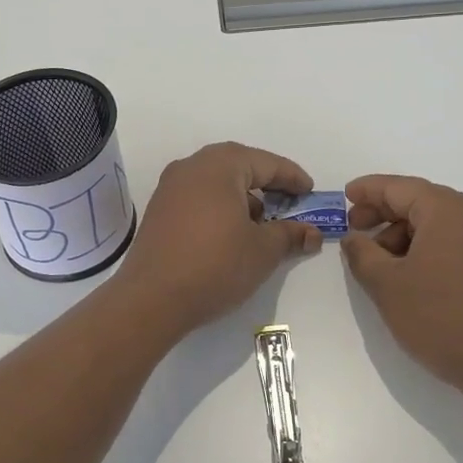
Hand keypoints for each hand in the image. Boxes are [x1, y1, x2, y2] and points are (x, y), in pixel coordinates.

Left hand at [116, 142, 321, 335]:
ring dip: (242, 196)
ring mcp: (170, 188)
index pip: (265, 163)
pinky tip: (231, 233)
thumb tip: (311, 233)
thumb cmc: (215, 265)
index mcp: (219, 166)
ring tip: (261, 223)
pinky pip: (198, 197)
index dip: (292, 177)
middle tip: (289, 201)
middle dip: (266, 182)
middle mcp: (191, 167)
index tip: (310, 192)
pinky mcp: (159, 211)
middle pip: (238, 165)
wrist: (151, 299)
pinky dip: (220, 206)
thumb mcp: (262, 251)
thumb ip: (289, 235)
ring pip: (216, 181)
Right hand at [342, 175, 462, 399]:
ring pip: (435, 222)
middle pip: (418, 200)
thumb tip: (354, 239)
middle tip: (354, 230)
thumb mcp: (387, 284)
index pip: (398, 187)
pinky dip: (425, 246)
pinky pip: (452, 240)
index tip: (344, 196)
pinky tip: (407, 272)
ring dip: (402, 234)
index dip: (368, 190)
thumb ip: (362, 253)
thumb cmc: (440, 317)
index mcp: (446, 209)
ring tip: (378, 262)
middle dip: (383, 213)